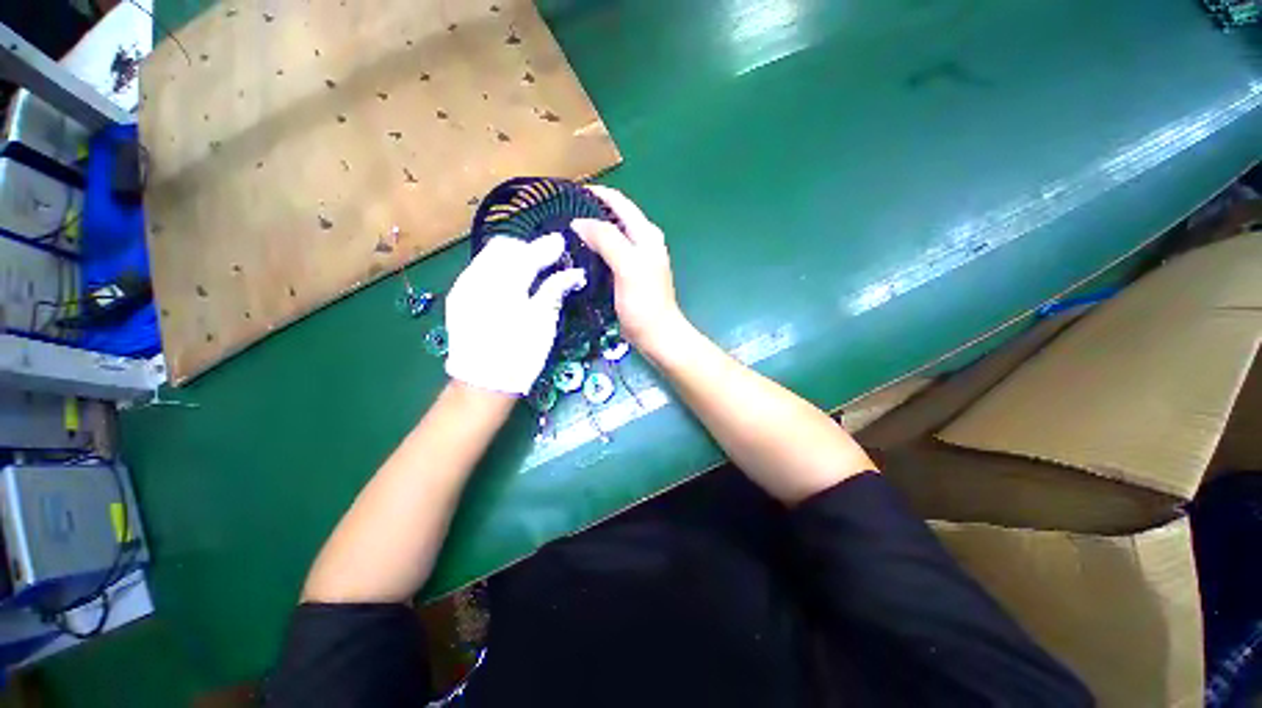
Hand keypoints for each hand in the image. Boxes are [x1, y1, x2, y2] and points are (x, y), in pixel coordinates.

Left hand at [444, 234, 585, 394]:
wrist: (482, 383)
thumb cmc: (520, 355)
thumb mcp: (543, 323)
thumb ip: (555, 290)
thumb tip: (575, 272)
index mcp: (504, 285)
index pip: (527, 254)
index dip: (547, 248)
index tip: (562, 243)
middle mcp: (478, 278)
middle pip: (504, 247)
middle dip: (527, 248)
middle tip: (547, 261)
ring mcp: (463, 286)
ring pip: (489, 256)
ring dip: (512, 257)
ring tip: (530, 271)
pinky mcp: (458, 297)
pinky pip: (479, 269)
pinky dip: (498, 269)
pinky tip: (511, 285)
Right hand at [573, 186, 689, 359]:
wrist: (656, 334)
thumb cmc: (644, 301)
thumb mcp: (627, 266)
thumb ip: (607, 239)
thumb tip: (579, 222)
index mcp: (646, 233)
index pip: (619, 202)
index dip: (595, 193)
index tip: (566, 192)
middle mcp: (642, 241)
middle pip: (614, 216)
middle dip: (589, 210)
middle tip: (560, 213)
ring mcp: (635, 258)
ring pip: (610, 235)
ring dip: (590, 230)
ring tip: (564, 230)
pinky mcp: (627, 274)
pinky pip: (608, 253)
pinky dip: (593, 248)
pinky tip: (578, 253)